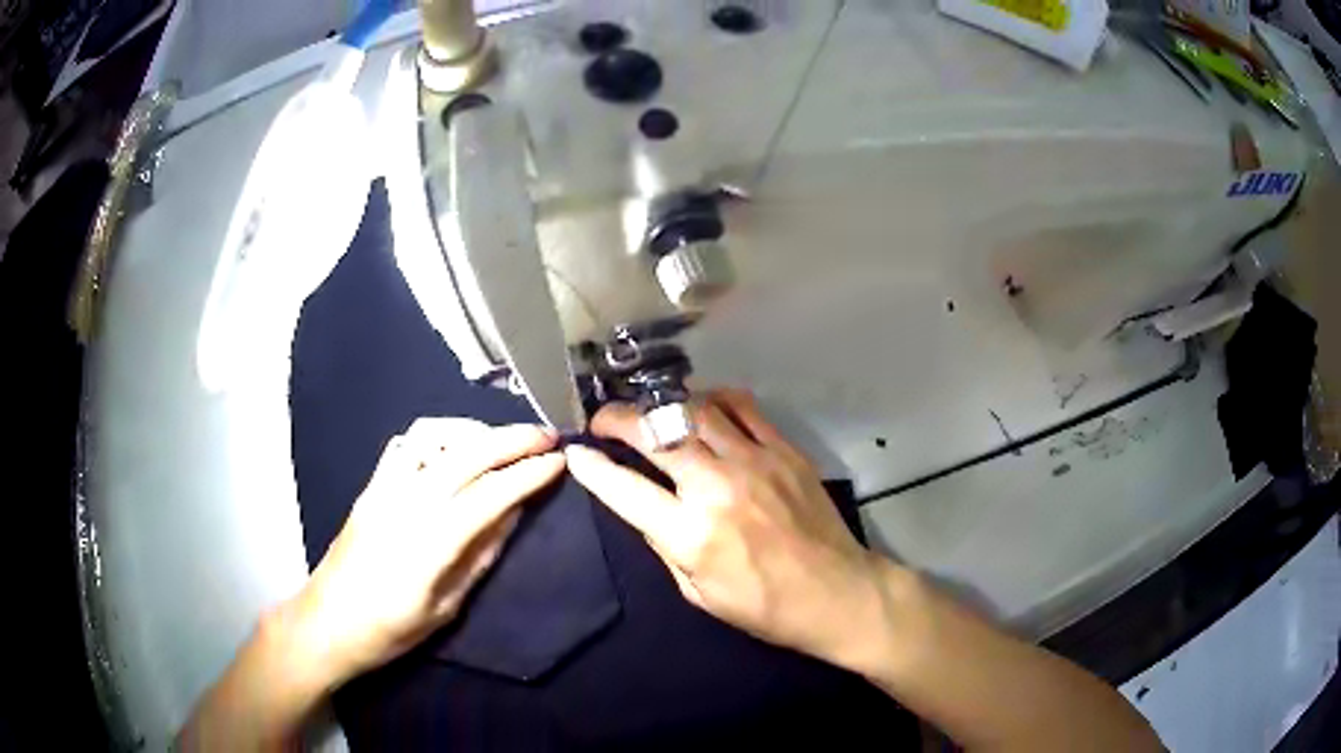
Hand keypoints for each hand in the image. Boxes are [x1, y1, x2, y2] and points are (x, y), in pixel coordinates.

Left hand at [287, 418, 564, 685]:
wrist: (328, 623)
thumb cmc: (390, 630)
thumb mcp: (446, 608)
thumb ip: (481, 555)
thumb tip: (514, 511)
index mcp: (429, 544)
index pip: (489, 494)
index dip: (528, 474)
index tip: (558, 461)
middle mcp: (405, 504)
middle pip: (466, 454)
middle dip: (512, 439)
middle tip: (544, 437)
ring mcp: (382, 489)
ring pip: (432, 436)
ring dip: (473, 430)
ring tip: (500, 442)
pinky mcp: (369, 486)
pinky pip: (405, 444)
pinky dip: (437, 436)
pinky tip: (453, 449)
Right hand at [565, 390, 888, 668]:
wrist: (835, 592)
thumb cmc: (763, 606)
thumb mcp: (698, 593)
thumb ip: (664, 545)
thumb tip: (642, 506)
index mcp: (690, 533)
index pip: (624, 488)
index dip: (592, 468)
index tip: (576, 453)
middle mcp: (716, 487)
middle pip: (654, 433)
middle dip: (617, 420)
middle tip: (603, 422)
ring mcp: (753, 461)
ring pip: (693, 410)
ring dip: (661, 407)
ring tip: (650, 414)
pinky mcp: (783, 450)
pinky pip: (741, 406)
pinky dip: (712, 400)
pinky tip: (701, 408)